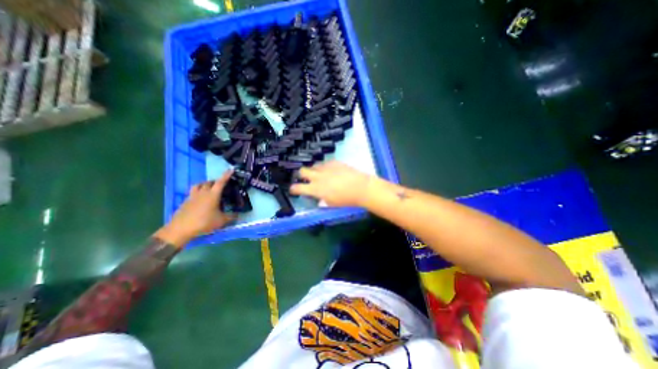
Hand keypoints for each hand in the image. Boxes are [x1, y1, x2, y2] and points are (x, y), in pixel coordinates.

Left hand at [154, 170, 235, 247]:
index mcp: (213, 195)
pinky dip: (198, 192)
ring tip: (209, 189)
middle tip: (221, 186)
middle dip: (216, 182)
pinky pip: (193, 192)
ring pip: (199, 185)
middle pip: (209, 182)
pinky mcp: (186, 201)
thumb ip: (231, 217)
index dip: (226, 175)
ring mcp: (193, 196)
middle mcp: (203, 192)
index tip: (231, 169)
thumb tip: (239, 215)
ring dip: (205, 184)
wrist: (180, 229)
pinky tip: (201, 199)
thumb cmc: (204, 222)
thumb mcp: (221, 221)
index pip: (221, 182)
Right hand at [289, 162, 371, 207]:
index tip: (293, 189)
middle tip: (307, 179)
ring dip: (314, 170)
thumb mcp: (331, 204)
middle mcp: (318, 177)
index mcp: (315, 189)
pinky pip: (325, 163)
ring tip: (320, 174)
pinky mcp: (334, 162)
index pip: (298, 188)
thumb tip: (319, 198)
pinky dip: (325, 167)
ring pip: (314, 166)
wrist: (360, 187)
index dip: (294, 189)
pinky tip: (331, 171)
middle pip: (302, 171)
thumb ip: (322, 200)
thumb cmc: (346, 199)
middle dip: (301, 175)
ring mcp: (326, 168)